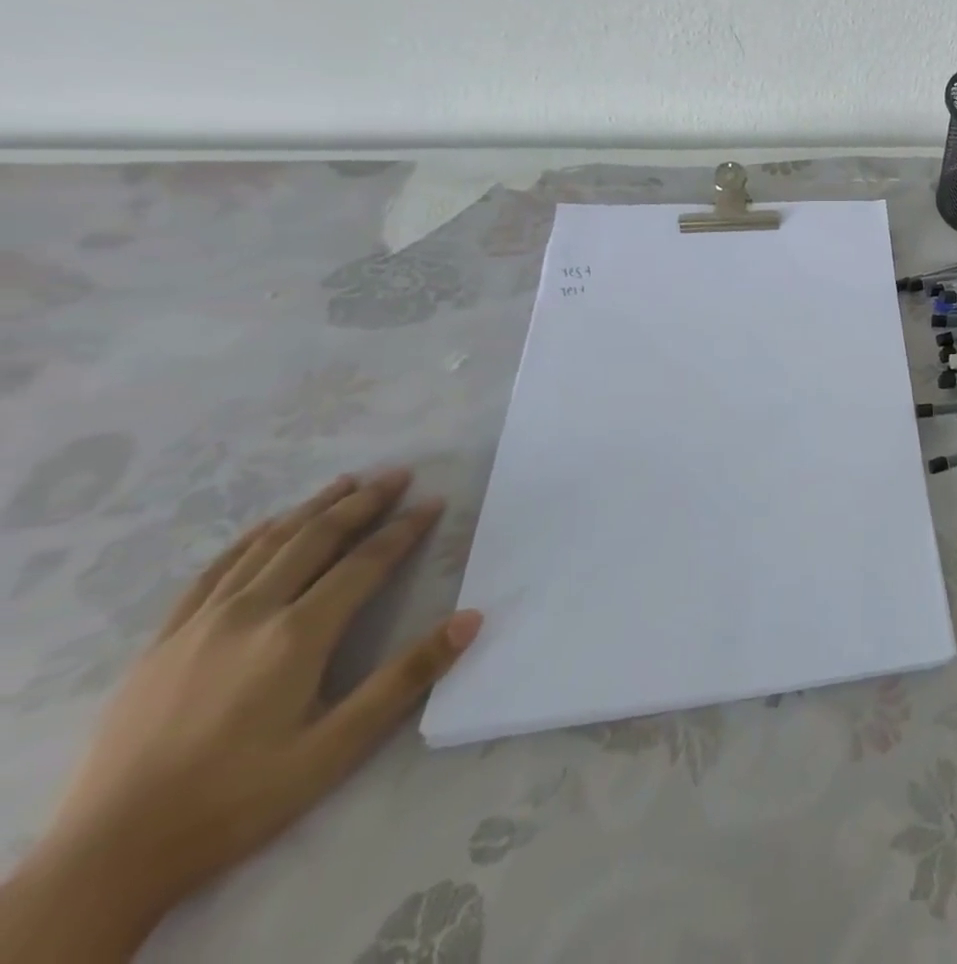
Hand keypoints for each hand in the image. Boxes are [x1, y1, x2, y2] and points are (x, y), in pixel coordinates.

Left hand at [1, 469, 481, 961]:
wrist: (105, 859)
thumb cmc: (237, 799)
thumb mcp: (335, 748)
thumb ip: (406, 678)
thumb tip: (471, 618)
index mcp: (297, 635)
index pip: (365, 563)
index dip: (405, 528)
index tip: (434, 501)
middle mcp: (250, 614)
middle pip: (315, 540)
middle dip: (362, 502)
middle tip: (398, 475)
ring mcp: (198, 625)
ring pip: (266, 546)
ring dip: (311, 509)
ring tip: (345, 483)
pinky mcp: (162, 644)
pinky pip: (213, 573)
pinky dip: (249, 540)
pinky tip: (265, 528)